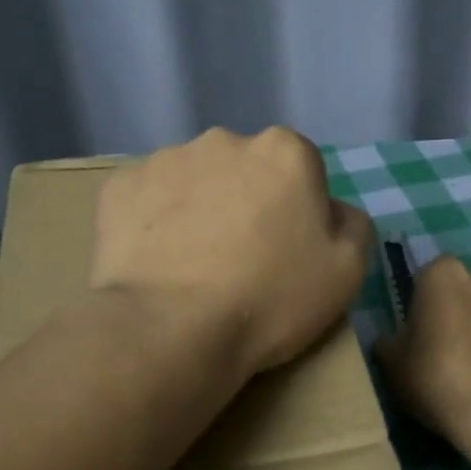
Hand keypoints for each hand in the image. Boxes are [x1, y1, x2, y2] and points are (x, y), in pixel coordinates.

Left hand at [91, 126, 373, 375]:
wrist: (172, 329)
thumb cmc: (270, 299)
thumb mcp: (347, 271)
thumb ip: (352, 225)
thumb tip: (332, 210)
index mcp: (284, 151)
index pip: (300, 169)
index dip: (296, 210)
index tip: (285, 250)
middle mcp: (224, 140)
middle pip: (243, 168)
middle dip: (245, 200)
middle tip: (239, 257)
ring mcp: (164, 159)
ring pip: (192, 180)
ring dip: (197, 208)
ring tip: (191, 264)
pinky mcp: (119, 187)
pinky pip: (146, 199)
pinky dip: (153, 222)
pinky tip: (156, 262)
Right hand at [375, 255, 470, 441]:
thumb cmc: (437, 381)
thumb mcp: (392, 365)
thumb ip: (389, 342)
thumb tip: (391, 340)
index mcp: (445, 275)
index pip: (429, 276)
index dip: (424, 303)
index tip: (421, 331)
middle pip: (469, 290)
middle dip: (461, 311)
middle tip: (451, 351)